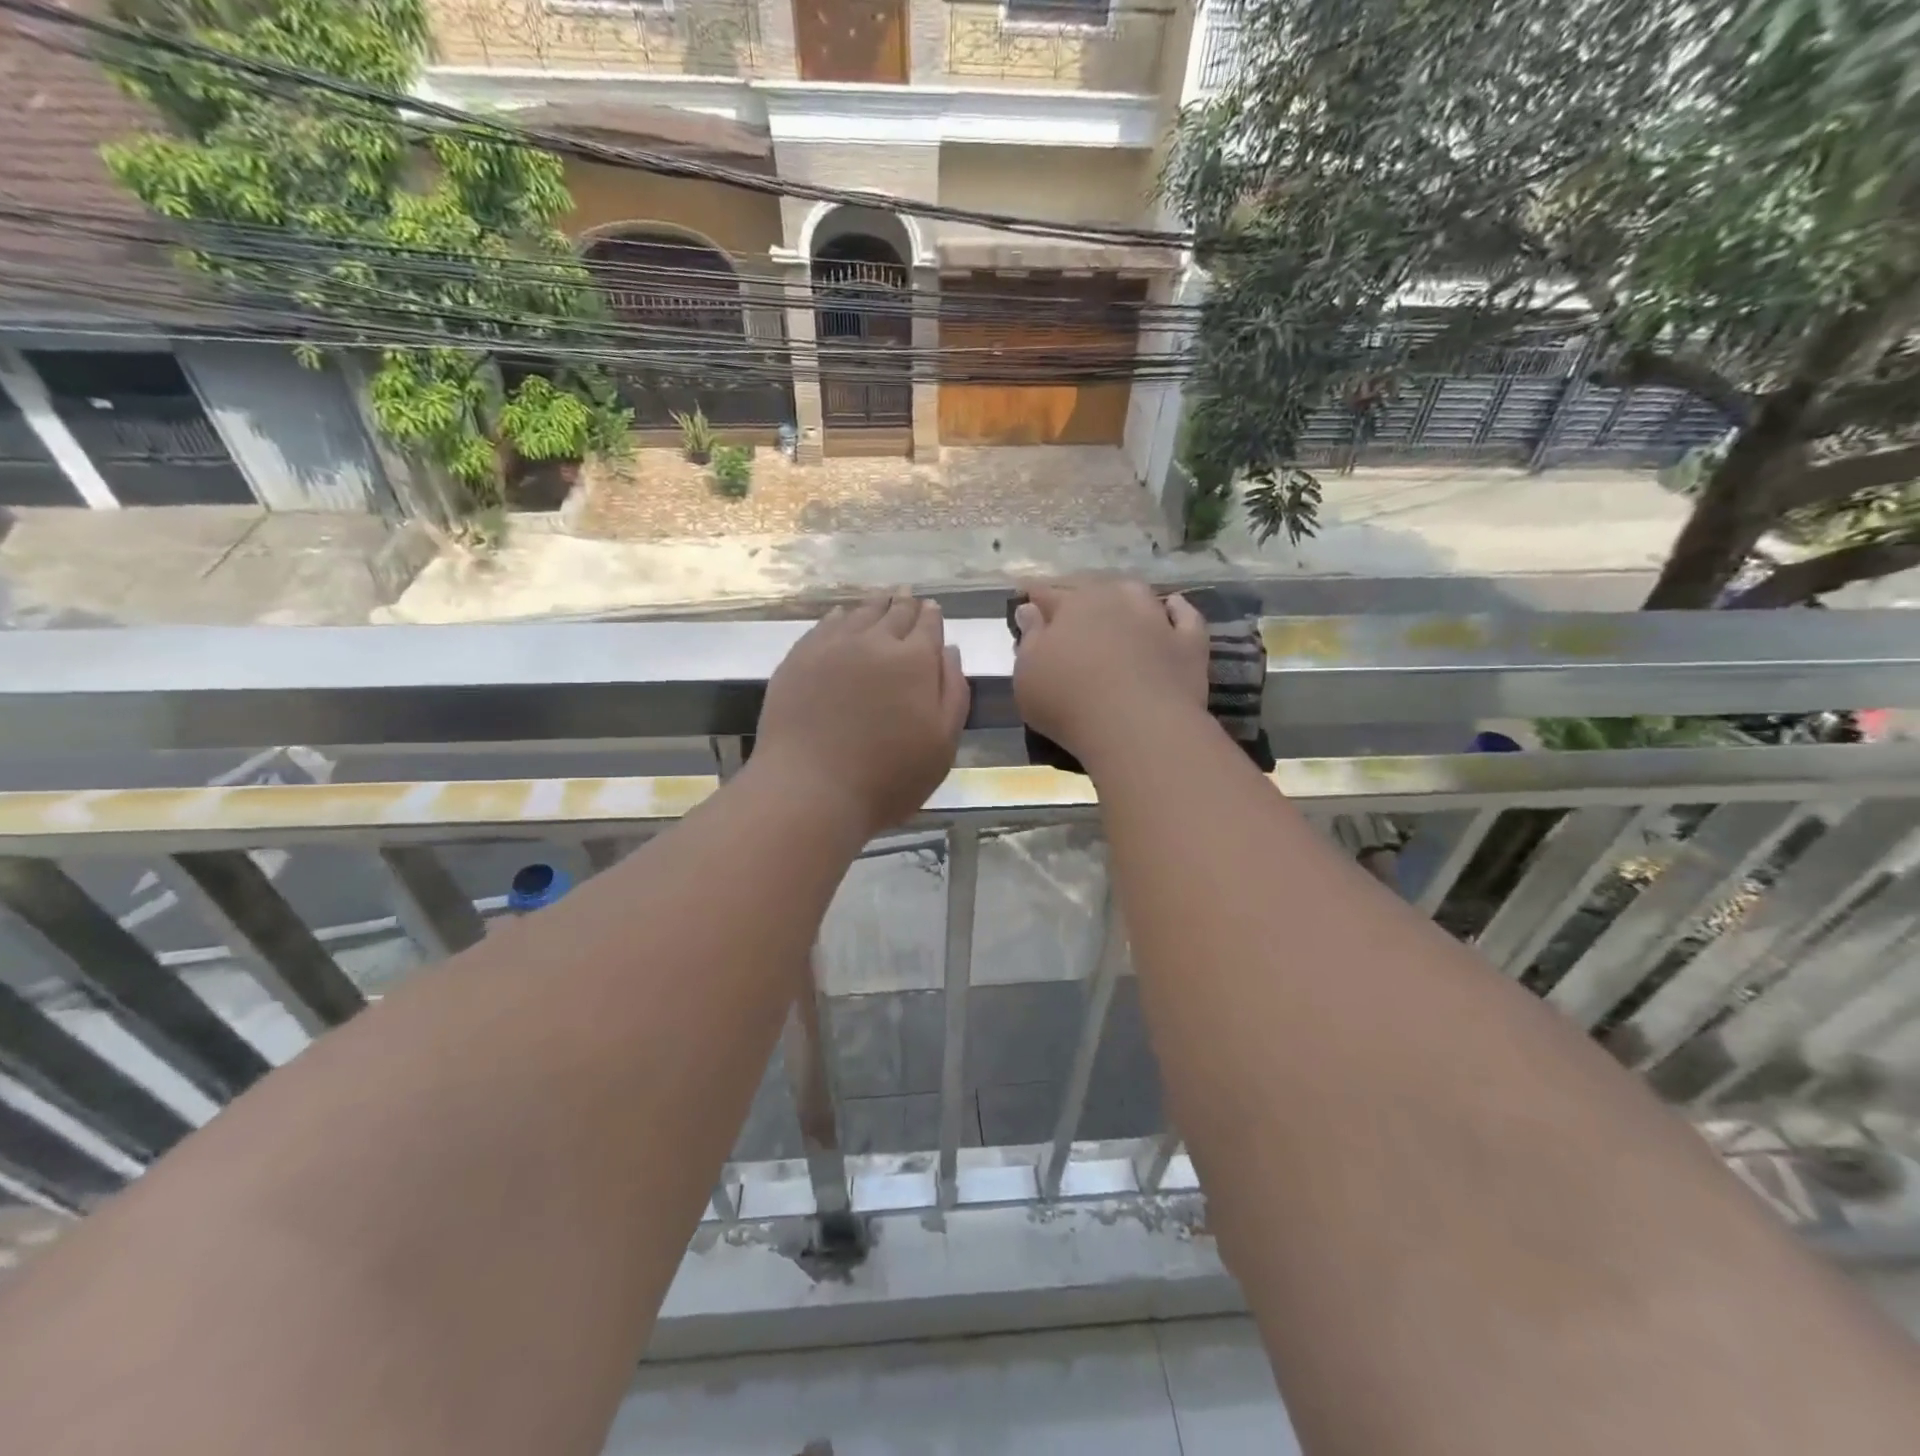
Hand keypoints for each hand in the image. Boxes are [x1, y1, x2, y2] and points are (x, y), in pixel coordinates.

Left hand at [754, 593, 969, 837]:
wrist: (810, 789)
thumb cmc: (888, 777)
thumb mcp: (942, 743)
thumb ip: (953, 692)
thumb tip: (949, 650)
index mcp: (915, 660)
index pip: (928, 625)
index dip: (931, 616)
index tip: (932, 609)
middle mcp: (874, 641)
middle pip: (894, 613)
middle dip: (905, 605)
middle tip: (908, 596)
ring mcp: (832, 647)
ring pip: (859, 614)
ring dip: (874, 606)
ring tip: (881, 600)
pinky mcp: (799, 659)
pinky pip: (824, 626)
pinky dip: (839, 617)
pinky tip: (841, 618)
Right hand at [1012, 580, 1209, 766]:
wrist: (1137, 727)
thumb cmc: (1068, 701)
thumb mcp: (1028, 675)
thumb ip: (1029, 639)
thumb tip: (1030, 609)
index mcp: (1072, 605)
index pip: (1046, 594)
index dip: (1034, 596)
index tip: (1026, 596)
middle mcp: (1115, 601)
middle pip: (1094, 589)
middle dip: (1079, 596)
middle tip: (1070, 609)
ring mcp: (1156, 619)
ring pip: (1137, 595)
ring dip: (1125, 598)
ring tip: (1118, 607)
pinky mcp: (1189, 643)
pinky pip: (1185, 616)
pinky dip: (1176, 610)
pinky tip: (1171, 609)